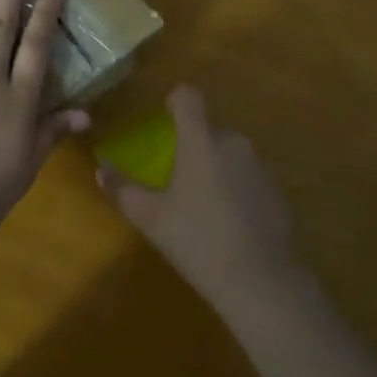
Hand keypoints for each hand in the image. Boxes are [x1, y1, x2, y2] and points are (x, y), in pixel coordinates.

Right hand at [97, 86, 305, 321]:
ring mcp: (259, 163)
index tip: (164, 118)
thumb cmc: (198, 242)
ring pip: (229, 151)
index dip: (174, 101)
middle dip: (191, 143)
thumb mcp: (151, 218)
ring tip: (201, 203)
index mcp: (201, 140)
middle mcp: (233, 141)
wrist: (260, 280)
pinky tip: (228, 220)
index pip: (188, 96)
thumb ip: (123, 189)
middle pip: (207, 127)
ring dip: (214, 165)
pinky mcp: (276, 187)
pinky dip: (235, 185)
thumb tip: (101, 169)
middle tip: (175, 177)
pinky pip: (247, 173)